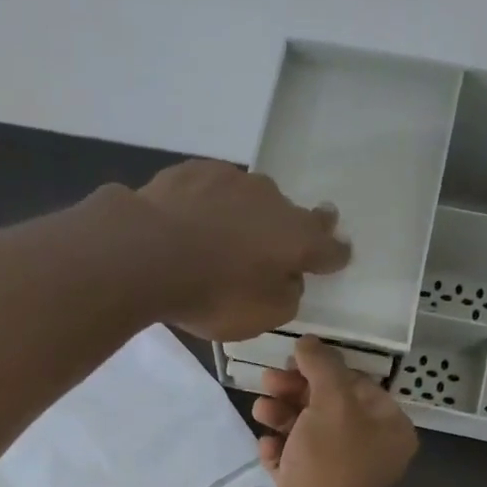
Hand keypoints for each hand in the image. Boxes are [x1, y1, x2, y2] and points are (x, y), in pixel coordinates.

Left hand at [136, 161, 350, 341]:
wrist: (148, 252)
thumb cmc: (213, 294)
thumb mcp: (261, 316)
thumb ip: (286, 297)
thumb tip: (289, 279)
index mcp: (296, 237)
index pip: (327, 246)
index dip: (334, 253)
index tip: (338, 255)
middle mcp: (271, 200)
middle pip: (289, 215)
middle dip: (287, 230)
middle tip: (274, 245)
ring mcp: (231, 179)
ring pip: (249, 199)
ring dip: (244, 216)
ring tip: (223, 238)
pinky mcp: (193, 171)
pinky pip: (210, 191)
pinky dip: (208, 207)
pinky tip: (191, 222)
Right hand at [251, 337, 418, 486]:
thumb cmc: (328, 462)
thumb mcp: (331, 402)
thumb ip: (322, 366)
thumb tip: (308, 343)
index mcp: (390, 429)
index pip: (359, 384)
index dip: (324, 368)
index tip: (293, 360)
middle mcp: (370, 451)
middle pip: (330, 406)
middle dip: (296, 391)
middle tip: (267, 381)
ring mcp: (339, 473)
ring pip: (308, 432)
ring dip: (281, 416)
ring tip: (259, 411)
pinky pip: (294, 459)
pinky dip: (278, 449)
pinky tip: (265, 446)